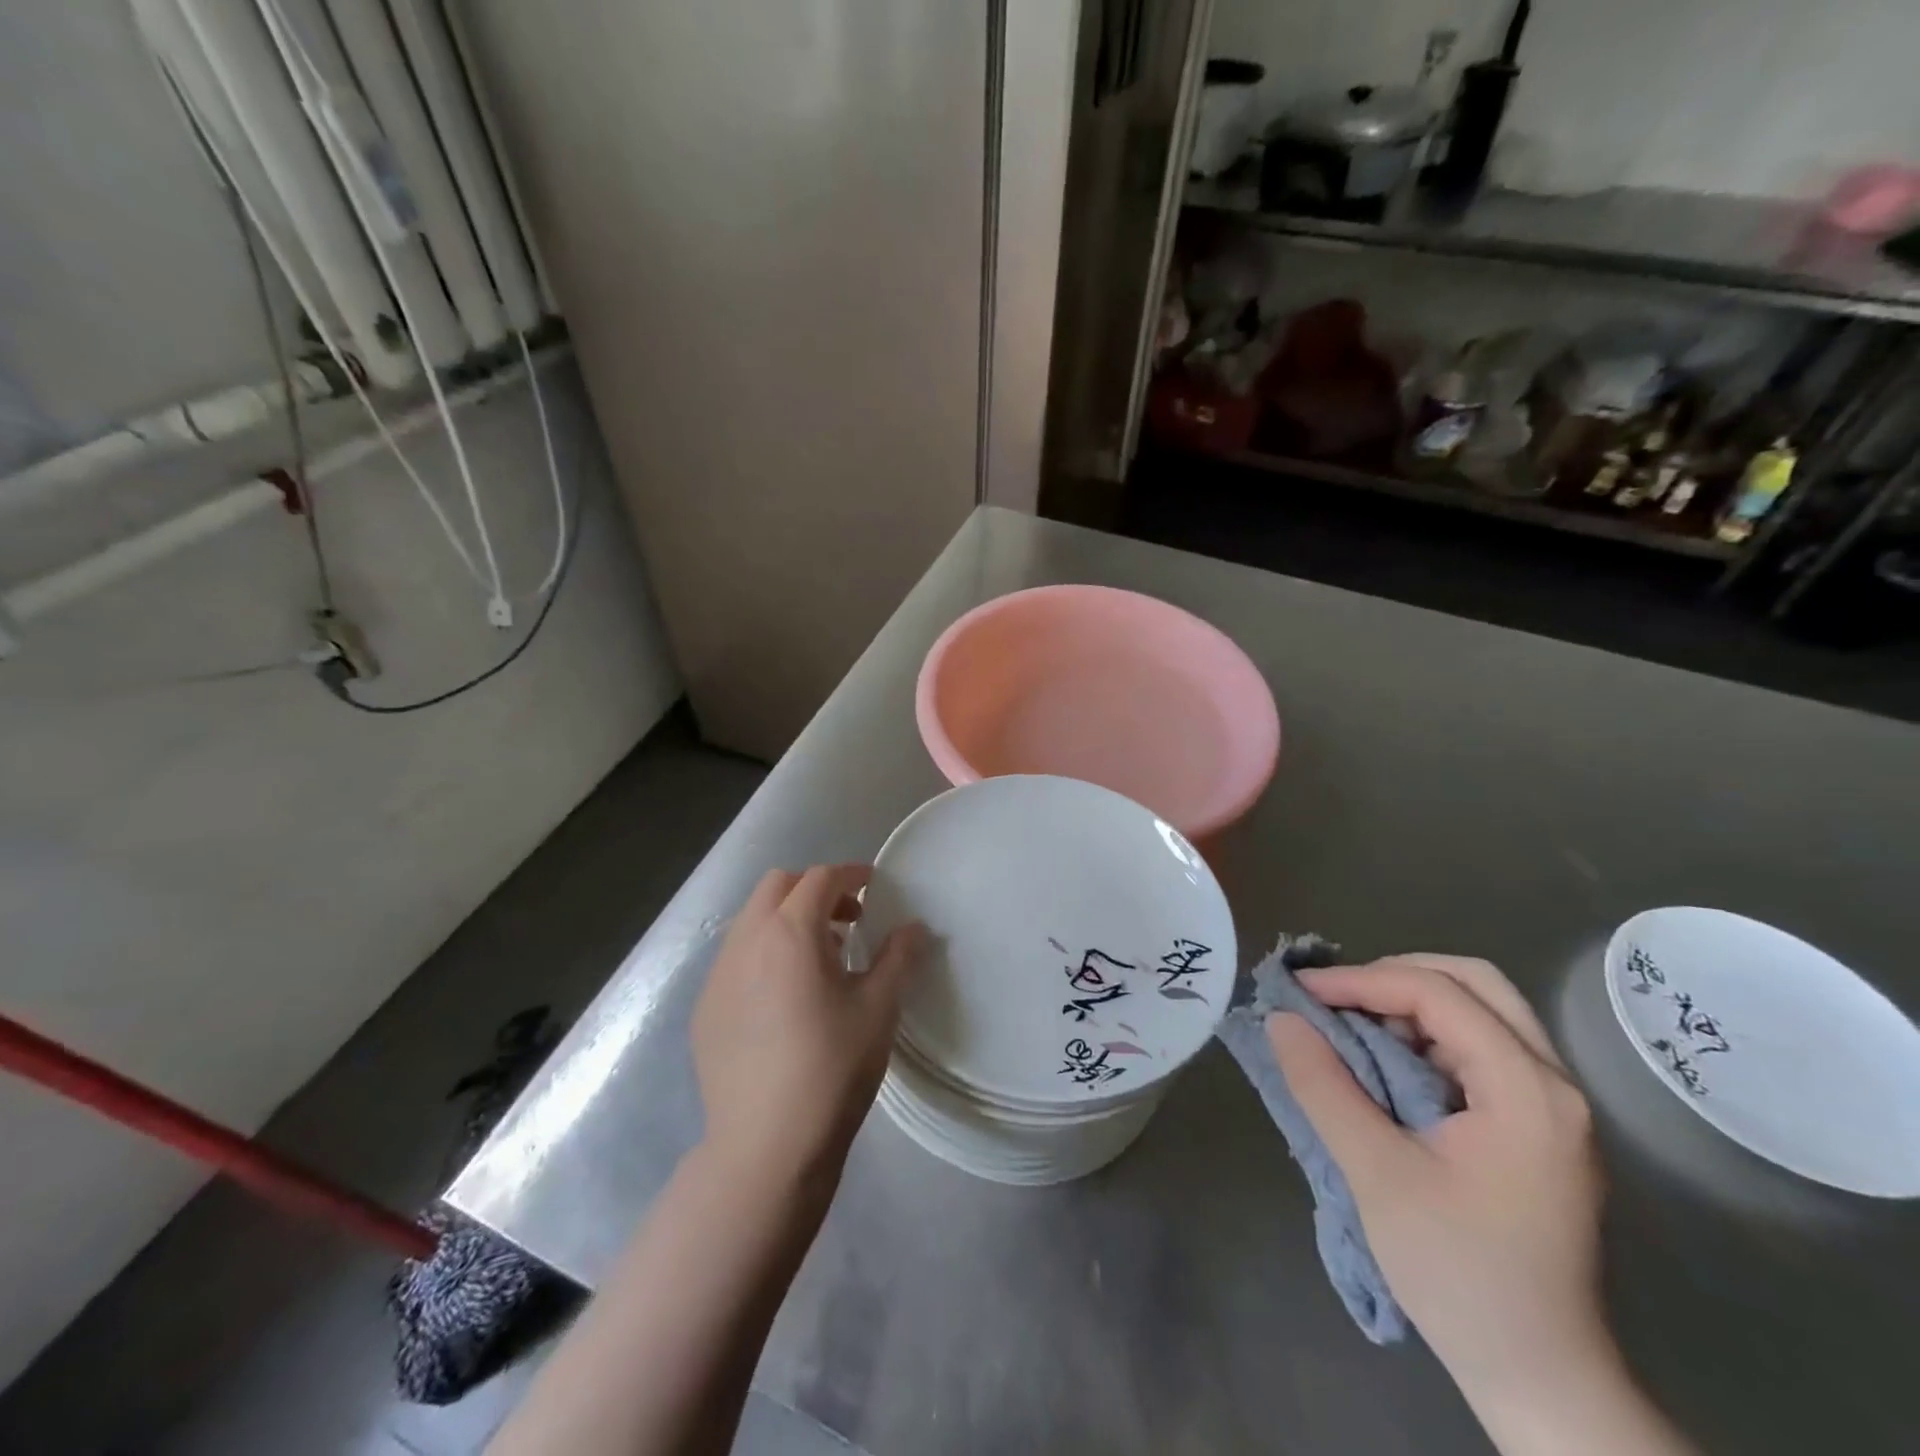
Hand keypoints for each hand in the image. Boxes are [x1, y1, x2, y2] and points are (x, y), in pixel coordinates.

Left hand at [692, 865, 924, 1195]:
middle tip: (846, 921)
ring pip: (751, 919)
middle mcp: (747, 941)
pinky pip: (735, 958)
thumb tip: (914, 927)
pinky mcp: (705, 1008)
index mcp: (790, 932)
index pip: (820, 878)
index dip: (851, 875)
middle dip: (814, 889)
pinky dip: (762, 953)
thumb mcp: (880, 1008)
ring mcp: (718, 975)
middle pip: (777, 885)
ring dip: (785, 920)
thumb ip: (899, 956)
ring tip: (817, 960)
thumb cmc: (832, 1067)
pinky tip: (783, 998)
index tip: (873, 887)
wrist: (766, 1145)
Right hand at [1267, 955, 1607, 1399]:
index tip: (1301, 993)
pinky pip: (1479, 1046)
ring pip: (1479, 1010)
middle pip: (1474, 983)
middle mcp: (1552, 1084)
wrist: (1539, 1378)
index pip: (1438, 994)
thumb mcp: (1377, 1174)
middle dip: (1395, 975)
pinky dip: (1425, 1035)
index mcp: (1528, 1091)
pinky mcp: (1537, 1125)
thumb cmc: (1460, 1274)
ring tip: (1352, 1026)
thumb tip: (1279, 1018)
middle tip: (1337, 997)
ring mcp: (1551, 1105)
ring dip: (1409, 1003)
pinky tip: (1385, 1061)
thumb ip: (1324, 1086)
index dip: (1362, 981)